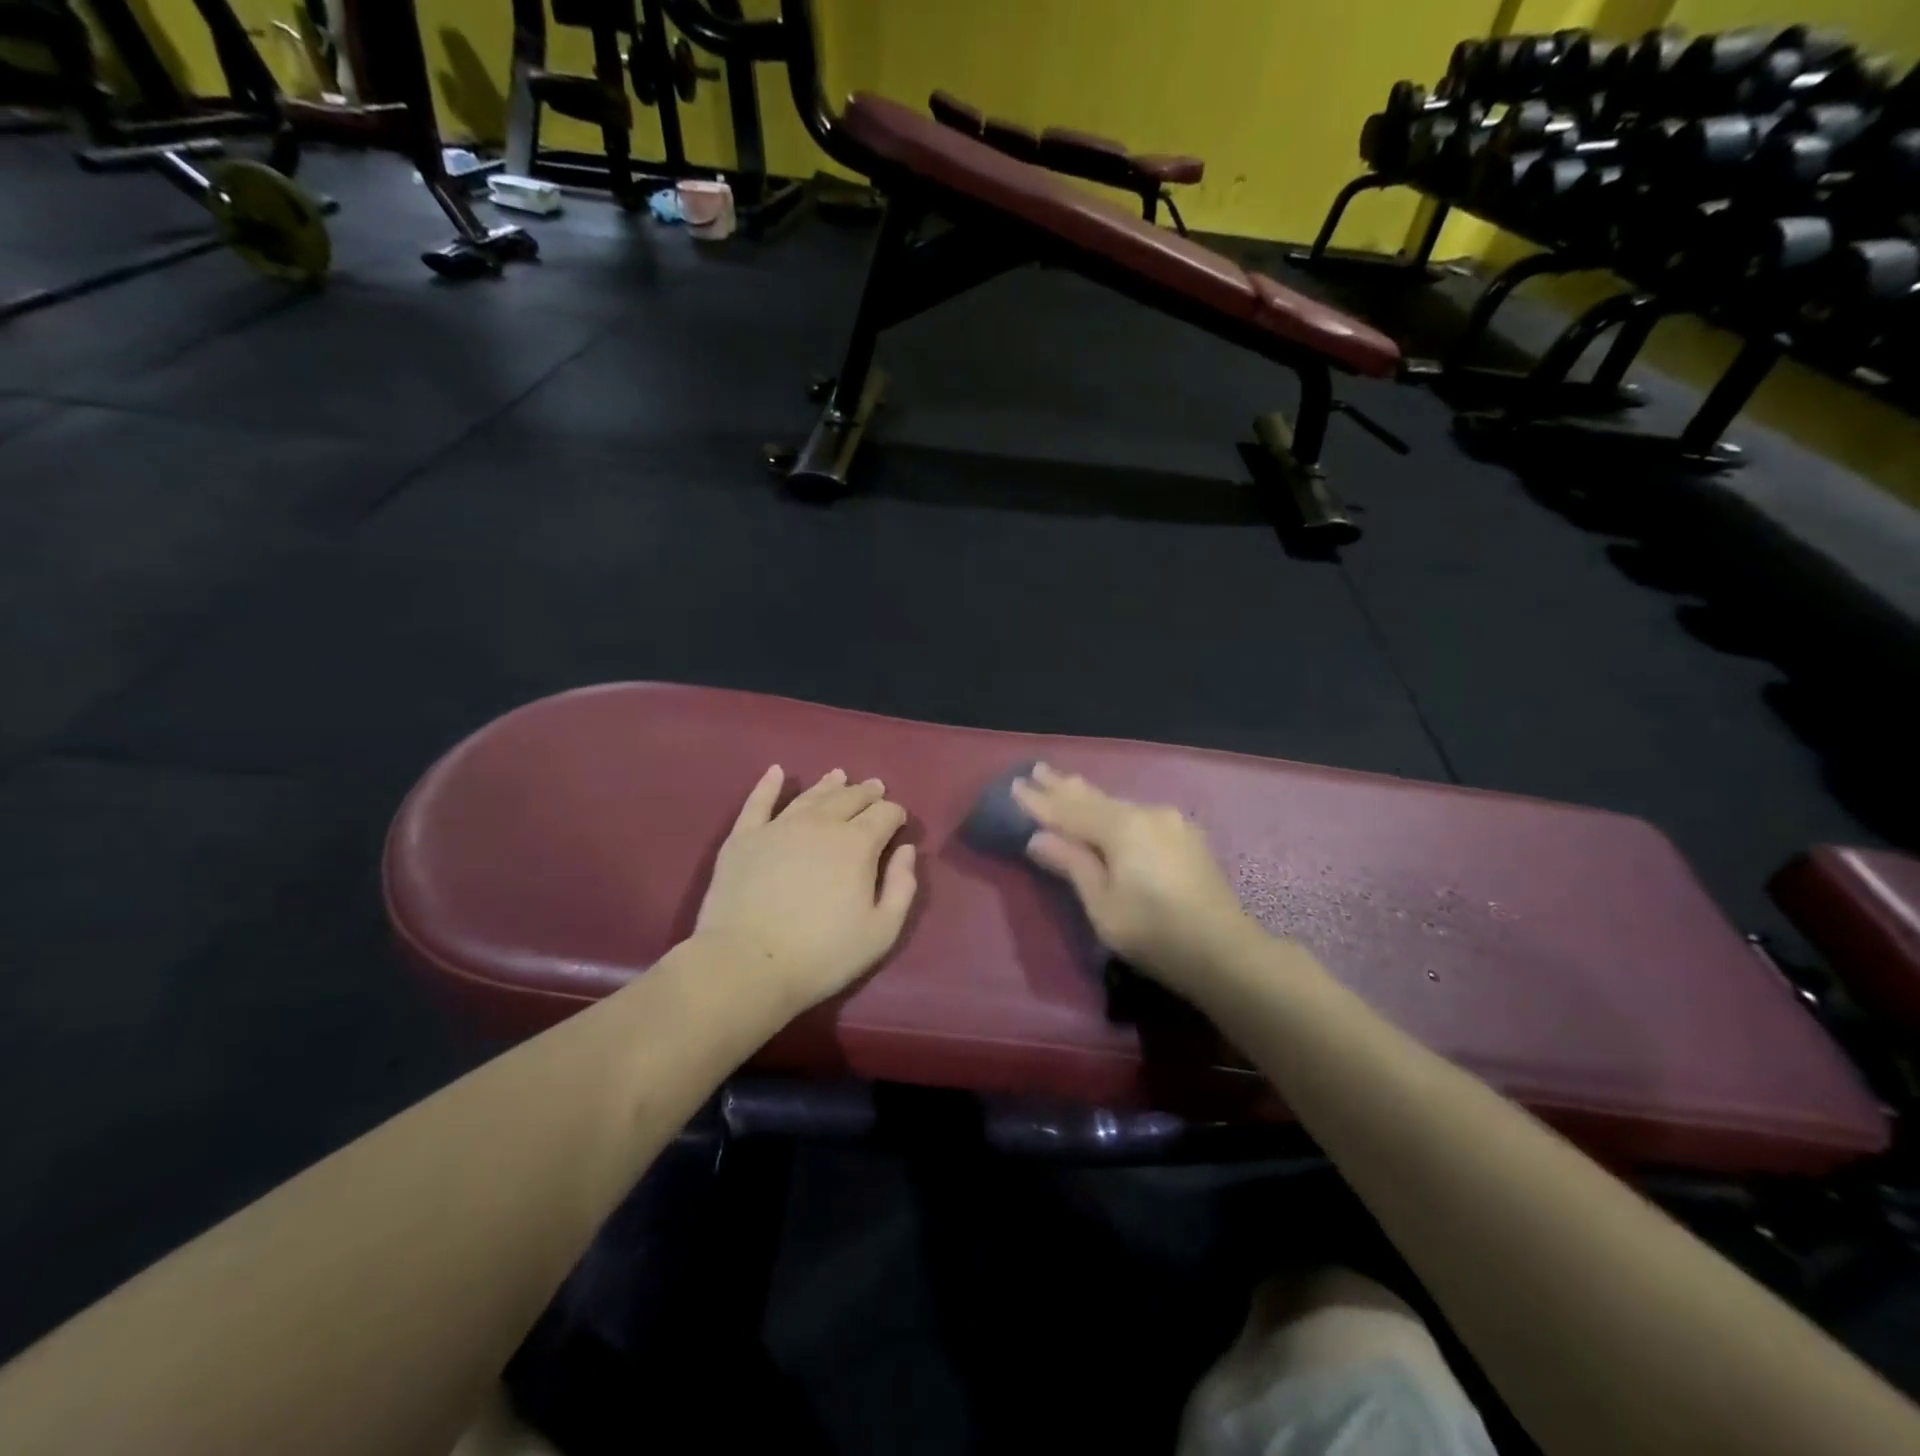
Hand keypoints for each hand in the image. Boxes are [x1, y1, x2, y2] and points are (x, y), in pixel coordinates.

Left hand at [695, 766, 917, 1012]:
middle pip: (849, 798)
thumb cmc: (822, 954)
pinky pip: (758, 802)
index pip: (884, 814)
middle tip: (875, 787)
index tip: (898, 820)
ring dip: (829, 784)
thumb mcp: (881, 932)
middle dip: (866, 792)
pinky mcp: (743, 838)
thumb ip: (901, 887)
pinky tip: (776, 772)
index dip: (895, 813)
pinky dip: (768, 784)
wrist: (747, 964)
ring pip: (810, 795)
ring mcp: (779, 826)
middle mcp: (821, 824)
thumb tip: (905, 850)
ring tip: (839, 775)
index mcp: (857, 844)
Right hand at [1012, 763, 1258, 993]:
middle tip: (1037, 769)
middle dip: (1062, 786)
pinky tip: (1107, 808)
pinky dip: (1112, 809)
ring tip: (1064, 782)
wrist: (1225, 950)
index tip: (1014, 785)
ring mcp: (1170, 822)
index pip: (1069, 810)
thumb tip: (1039, 838)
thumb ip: (1072, 865)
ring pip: (1117, 803)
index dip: (1040, 801)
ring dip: (1088, 796)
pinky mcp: (1185, 835)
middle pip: (1094, 798)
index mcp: (1122, 828)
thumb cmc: (1155, 932)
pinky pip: (1137, 814)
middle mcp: (1146, 813)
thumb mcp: (1103, 905)